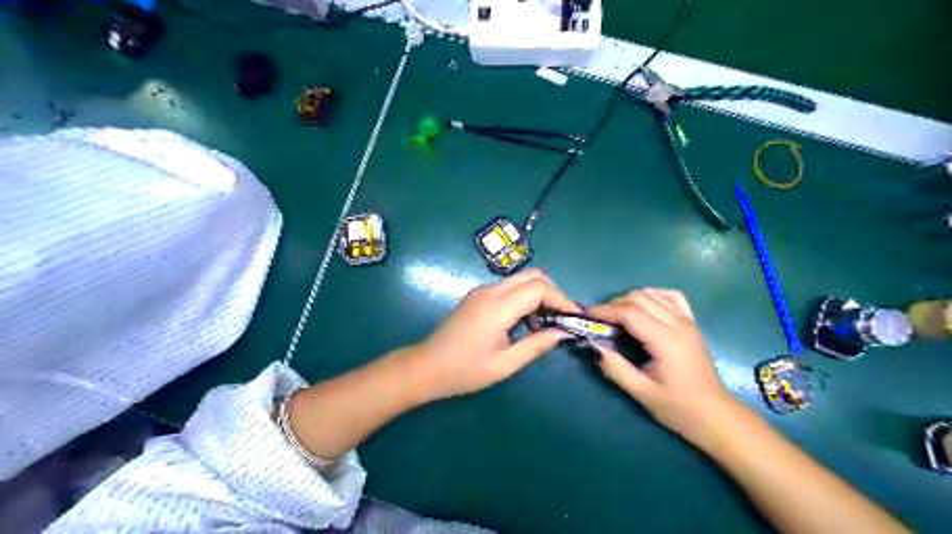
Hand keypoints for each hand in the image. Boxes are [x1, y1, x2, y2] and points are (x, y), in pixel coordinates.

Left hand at [415, 271, 579, 400]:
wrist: (426, 367)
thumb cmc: (464, 371)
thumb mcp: (505, 364)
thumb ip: (536, 346)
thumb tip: (563, 333)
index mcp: (497, 307)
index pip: (538, 288)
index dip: (561, 298)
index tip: (575, 317)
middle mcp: (490, 291)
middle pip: (532, 276)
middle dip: (553, 293)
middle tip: (563, 317)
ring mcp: (482, 291)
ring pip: (520, 280)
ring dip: (538, 295)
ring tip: (546, 324)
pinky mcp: (478, 296)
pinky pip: (509, 288)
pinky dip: (525, 298)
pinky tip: (526, 322)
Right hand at [590, 288, 742, 446]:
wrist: (714, 414)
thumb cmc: (678, 407)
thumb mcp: (642, 393)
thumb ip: (615, 368)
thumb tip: (594, 346)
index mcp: (666, 341)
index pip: (631, 313)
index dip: (606, 311)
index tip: (588, 316)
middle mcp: (679, 324)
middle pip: (640, 298)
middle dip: (614, 304)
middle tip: (598, 320)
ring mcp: (688, 321)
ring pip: (654, 294)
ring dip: (630, 299)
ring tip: (616, 315)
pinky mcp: (691, 323)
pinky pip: (671, 297)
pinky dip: (653, 295)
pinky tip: (643, 306)